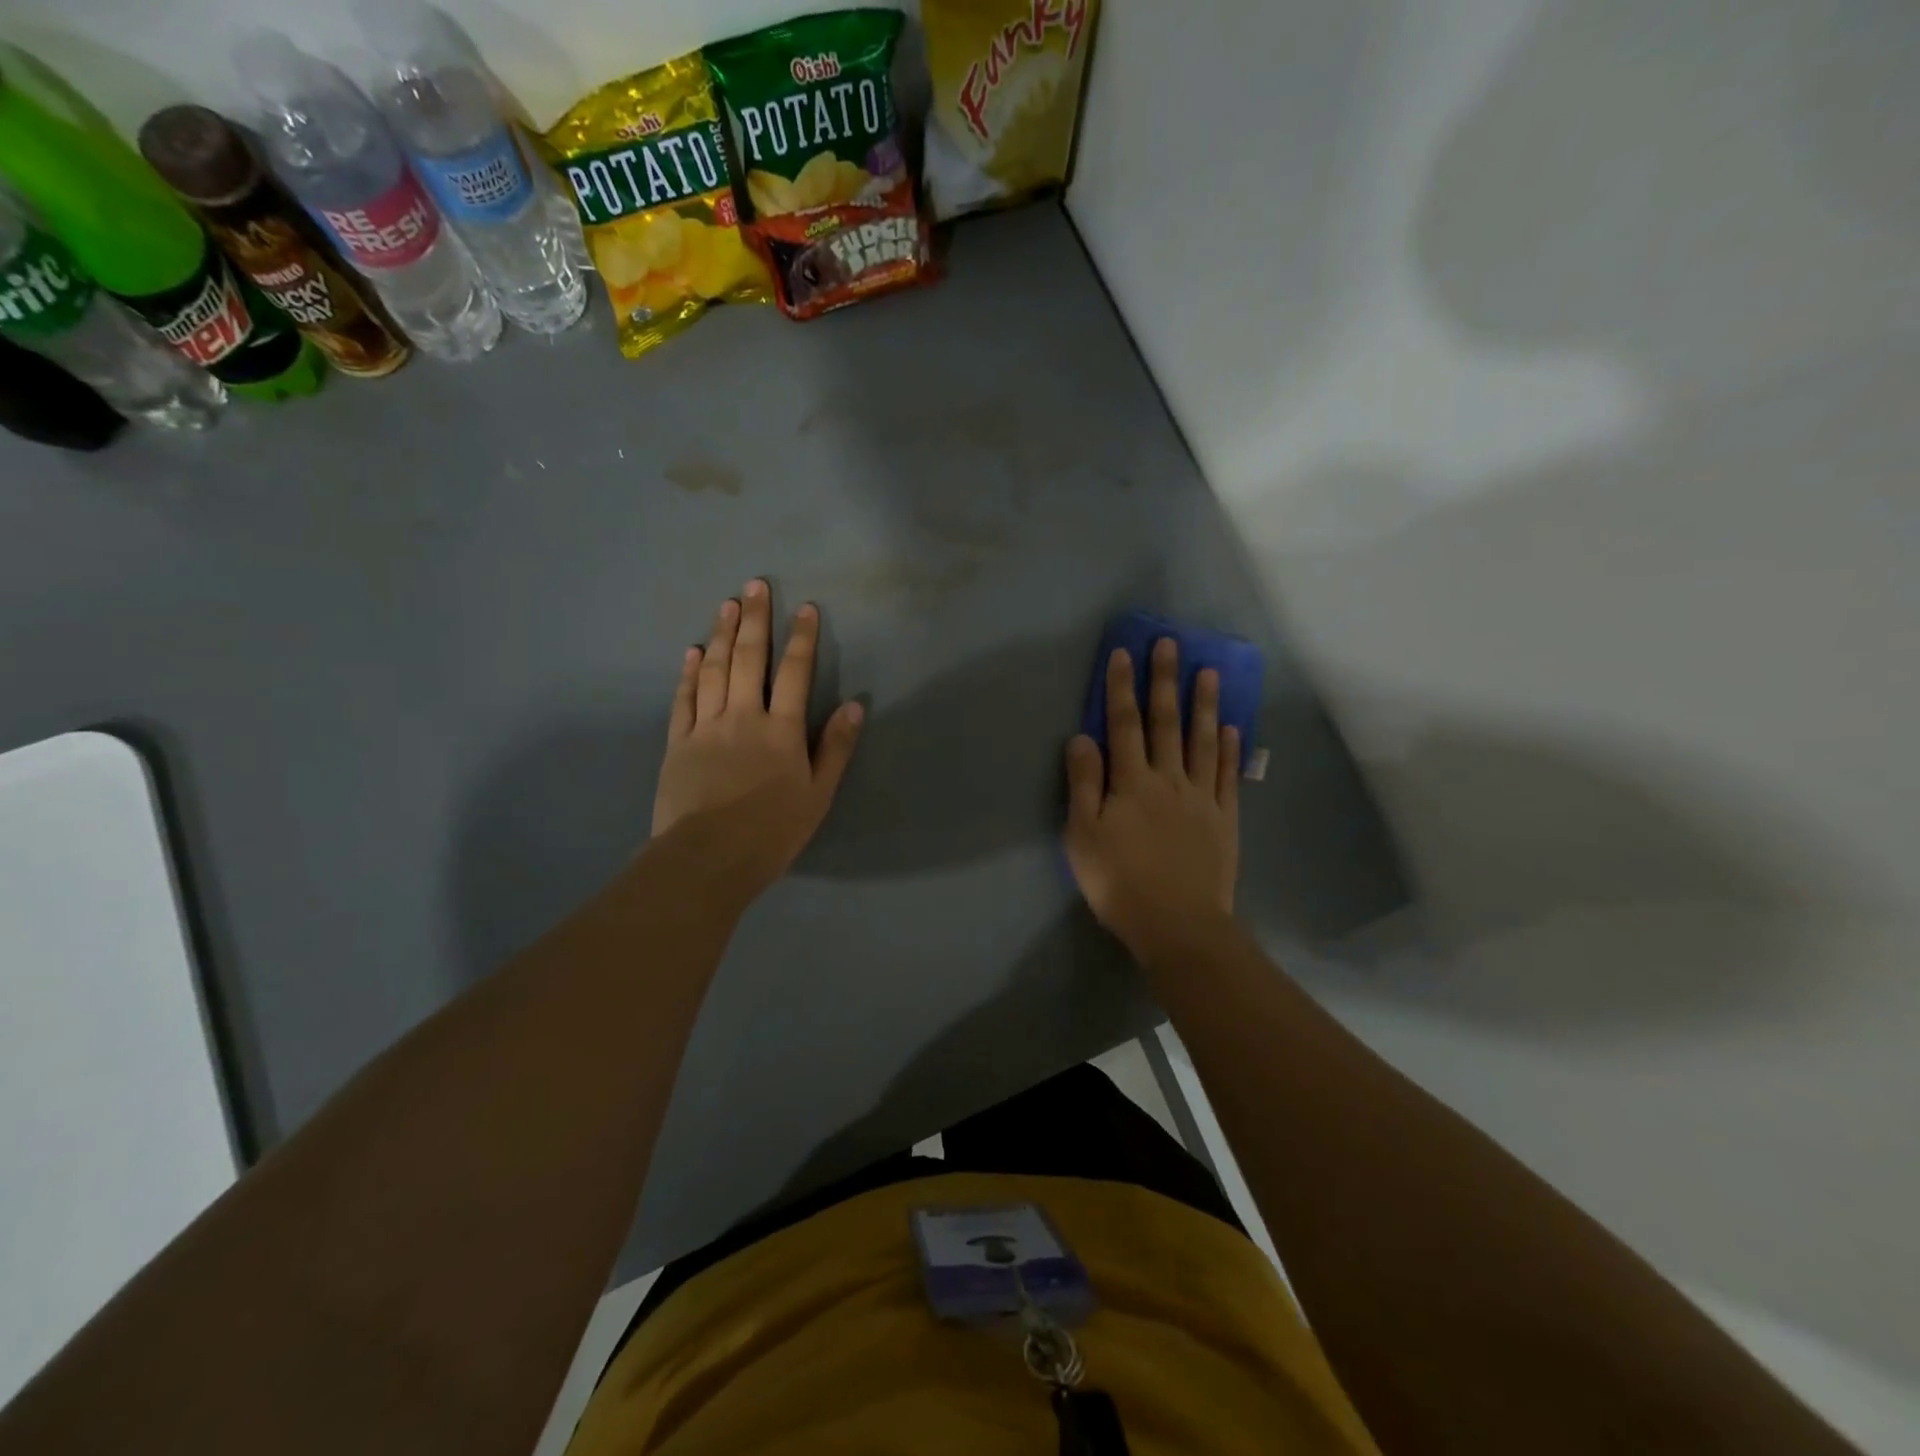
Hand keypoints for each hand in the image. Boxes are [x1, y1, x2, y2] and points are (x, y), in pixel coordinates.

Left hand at [652, 580, 862, 893]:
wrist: (708, 858)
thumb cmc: (772, 831)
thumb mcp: (818, 794)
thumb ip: (836, 747)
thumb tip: (855, 705)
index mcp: (781, 730)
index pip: (794, 672)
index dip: (801, 638)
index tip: (805, 607)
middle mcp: (743, 716)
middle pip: (750, 659)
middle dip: (755, 619)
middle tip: (755, 585)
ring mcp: (706, 726)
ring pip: (715, 670)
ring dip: (722, 634)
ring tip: (726, 604)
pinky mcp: (678, 742)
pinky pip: (684, 698)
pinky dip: (689, 672)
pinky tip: (693, 651)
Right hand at [1064, 637, 1239, 961]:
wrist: (1177, 924)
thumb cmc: (1119, 882)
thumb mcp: (1083, 836)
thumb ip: (1083, 784)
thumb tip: (1081, 737)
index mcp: (1130, 783)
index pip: (1123, 725)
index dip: (1121, 688)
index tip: (1123, 654)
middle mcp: (1168, 779)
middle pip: (1166, 723)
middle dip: (1164, 681)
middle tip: (1170, 644)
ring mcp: (1201, 797)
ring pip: (1201, 742)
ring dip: (1203, 705)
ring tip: (1208, 671)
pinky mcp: (1224, 819)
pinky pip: (1226, 776)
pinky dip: (1227, 749)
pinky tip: (1229, 728)